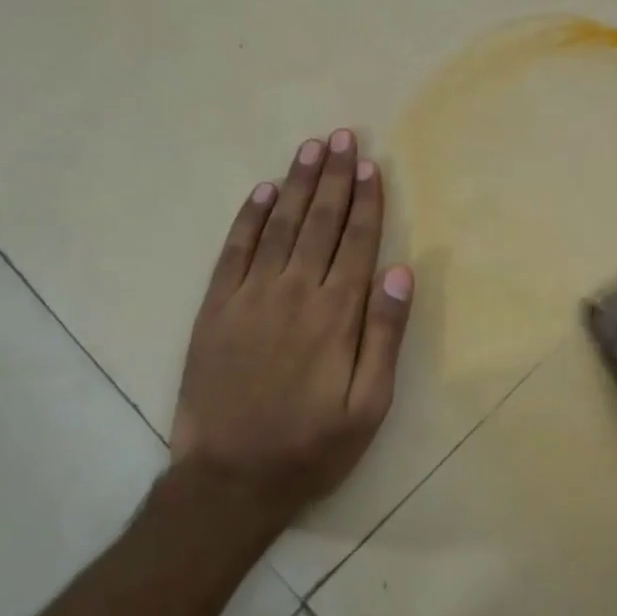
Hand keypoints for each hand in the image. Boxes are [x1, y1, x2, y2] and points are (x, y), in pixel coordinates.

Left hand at [169, 129, 413, 531]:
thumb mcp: (369, 406)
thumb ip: (385, 335)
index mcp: (336, 315)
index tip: (371, 164)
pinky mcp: (215, 308)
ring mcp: (249, 297)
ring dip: (297, 184)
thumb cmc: (310, 447)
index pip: (356, 242)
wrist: (228, 478)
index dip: (366, 201)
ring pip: (280, 226)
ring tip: (310, 148)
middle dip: (334, 177)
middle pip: (320, 222)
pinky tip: (263, 191)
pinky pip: (234, 250)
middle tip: (342, 136)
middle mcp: (294, 292)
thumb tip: (401, 271)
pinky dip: (249, 217)